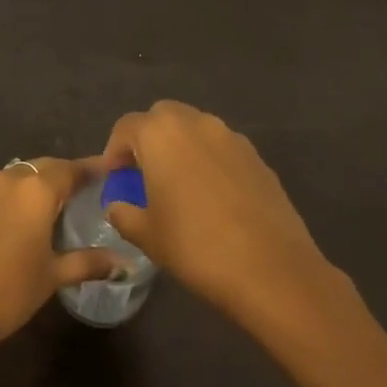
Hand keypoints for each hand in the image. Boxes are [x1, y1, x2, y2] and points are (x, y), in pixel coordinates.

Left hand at [0, 158, 116, 354]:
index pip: (70, 169)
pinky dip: (6, 200)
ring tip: (47, 207)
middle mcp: (6, 180)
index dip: (90, 169)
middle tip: (80, 190)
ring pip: (13, 178)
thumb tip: (125, 262)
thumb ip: (88, 262)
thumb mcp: (52, 276)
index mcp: (35, 191)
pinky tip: (10, 222)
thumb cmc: (7, 291)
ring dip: (31, 186)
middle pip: (40, 168)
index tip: (108, 171)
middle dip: (61, 175)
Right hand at [102, 101, 355, 337]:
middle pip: (163, 117)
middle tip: (144, 173)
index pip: (126, 127)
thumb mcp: (146, 235)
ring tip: (177, 185)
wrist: (272, 270)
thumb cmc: (195, 246)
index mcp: (161, 135)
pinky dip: (209, 161)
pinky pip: (222, 149)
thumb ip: (123, 213)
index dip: (114, 150)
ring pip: (196, 129)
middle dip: (149, 138)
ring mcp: (233, 139)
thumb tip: (117, 207)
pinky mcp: (259, 159)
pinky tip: (210, 197)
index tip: (115, 178)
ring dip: (180, 147)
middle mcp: (197, 124)